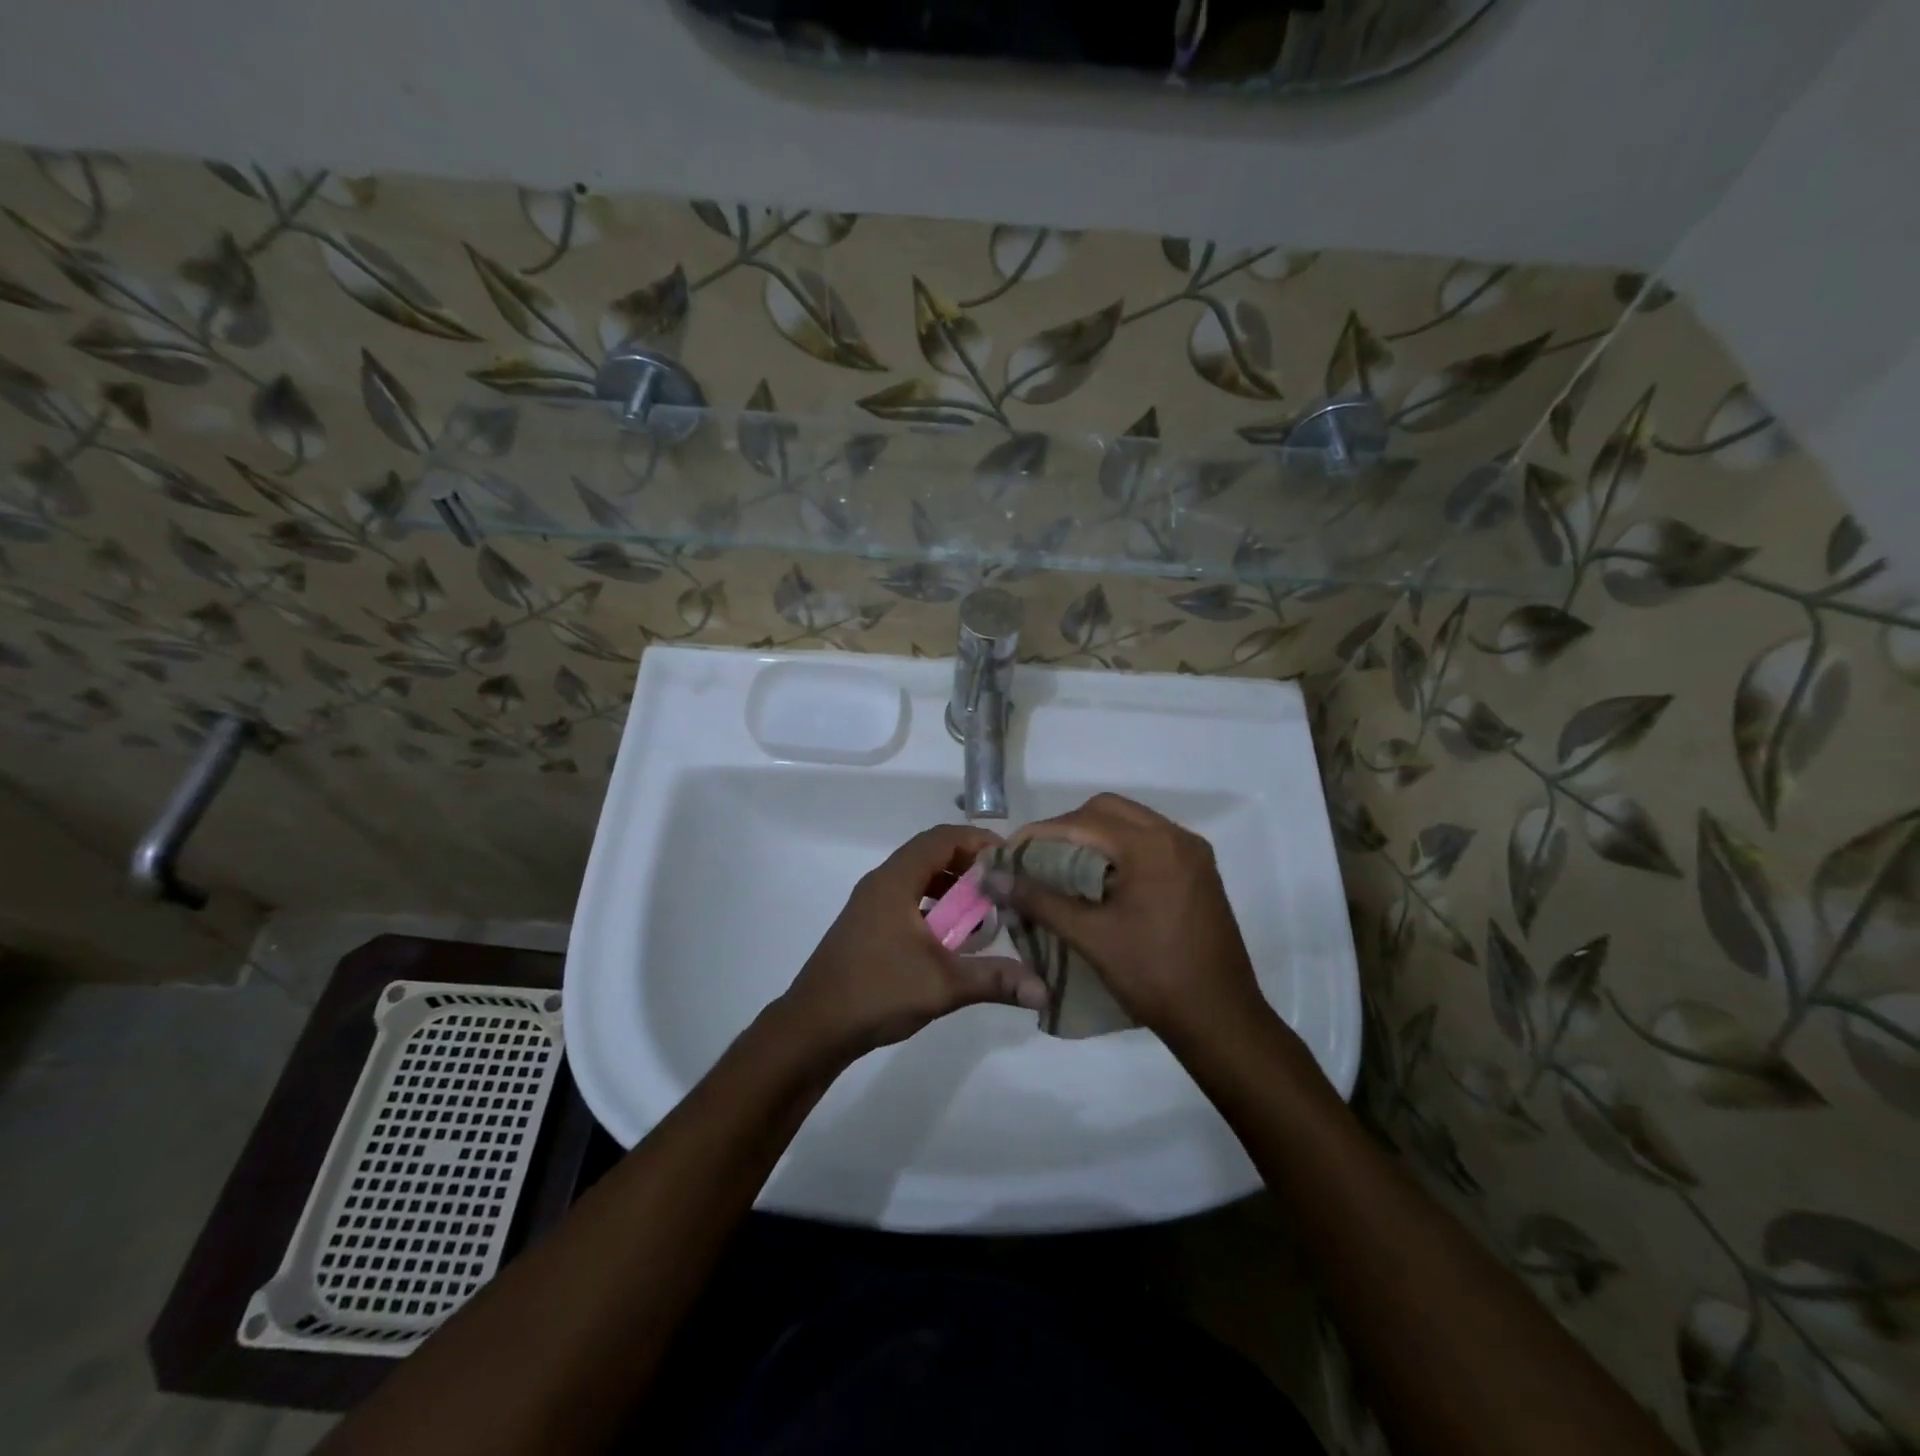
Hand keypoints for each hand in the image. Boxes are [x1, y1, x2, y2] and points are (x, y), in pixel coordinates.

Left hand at [776, 824, 1048, 1063]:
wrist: (813, 1028)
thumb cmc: (876, 992)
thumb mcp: (943, 984)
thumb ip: (995, 979)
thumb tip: (1045, 990)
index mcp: (896, 880)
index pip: (942, 838)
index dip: (979, 841)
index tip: (1012, 860)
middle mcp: (882, 882)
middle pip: (931, 854)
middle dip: (970, 866)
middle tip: (1005, 887)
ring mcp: (871, 904)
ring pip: (919, 878)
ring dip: (952, 888)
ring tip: (984, 911)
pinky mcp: (868, 925)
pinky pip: (908, 899)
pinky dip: (934, 907)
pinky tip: (952, 938)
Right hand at [994, 794, 1265, 1044]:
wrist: (1220, 1019)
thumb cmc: (1153, 976)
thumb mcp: (1090, 936)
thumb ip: (1039, 899)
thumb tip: (993, 877)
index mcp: (1152, 846)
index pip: (1083, 822)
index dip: (1040, 834)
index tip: (1008, 853)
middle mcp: (1176, 837)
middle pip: (1108, 811)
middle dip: (1067, 828)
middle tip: (1037, 857)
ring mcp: (1193, 853)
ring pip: (1130, 823)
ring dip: (1094, 836)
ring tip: (1062, 867)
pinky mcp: (1199, 872)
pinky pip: (1150, 842)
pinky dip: (1119, 850)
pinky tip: (1099, 880)